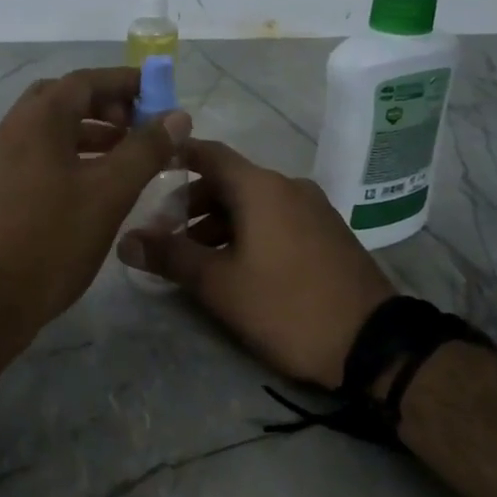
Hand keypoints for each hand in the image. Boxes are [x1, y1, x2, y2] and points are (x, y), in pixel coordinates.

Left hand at [0, 67, 190, 331]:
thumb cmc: (53, 238)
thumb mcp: (109, 192)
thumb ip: (145, 150)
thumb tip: (177, 116)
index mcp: (38, 119)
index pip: (85, 81)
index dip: (125, 83)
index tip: (159, 94)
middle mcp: (13, 129)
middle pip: (63, 100)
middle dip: (105, 105)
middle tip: (138, 126)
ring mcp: (0, 160)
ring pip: (50, 130)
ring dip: (89, 132)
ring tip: (126, 156)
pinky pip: (39, 155)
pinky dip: (70, 156)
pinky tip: (93, 185)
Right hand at [117, 138, 394, 386]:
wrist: (371, 342)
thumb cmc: (285, 306)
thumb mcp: (219, 284)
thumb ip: (170, 256)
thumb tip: (125, 240)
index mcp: (261, 188)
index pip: (209, 154)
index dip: (176, 157)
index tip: (148, 169)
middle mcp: (288, 187)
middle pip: (229, 180)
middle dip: (192, 203)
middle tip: (165, 234)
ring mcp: (313, 209)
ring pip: (253, 203)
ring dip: (219, 222)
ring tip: (196, 258)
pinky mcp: (327, 233)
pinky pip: (277, 218)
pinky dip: (248, 231)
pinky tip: (236, 266)